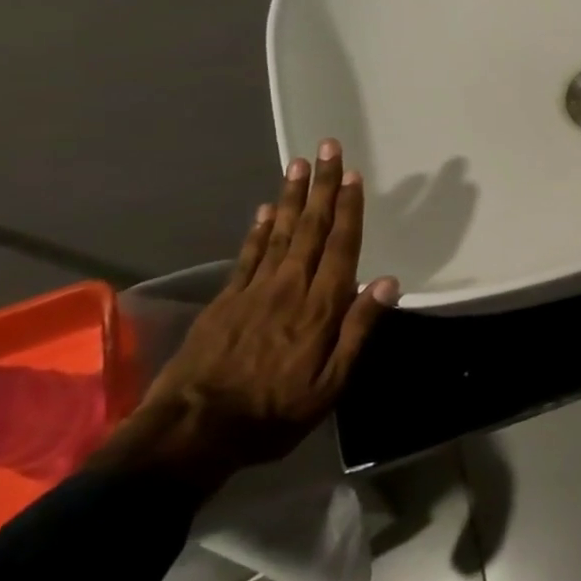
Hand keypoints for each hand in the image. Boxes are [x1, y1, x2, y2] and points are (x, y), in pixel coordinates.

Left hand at [100, 139, 400, 490]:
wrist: (192, 432)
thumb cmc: (274, 413)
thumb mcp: (331, 384)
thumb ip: (359, 330)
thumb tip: (388, 281)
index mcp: (320, 307)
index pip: (340, 246)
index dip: (349, 209)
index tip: (353, 175)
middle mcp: (289, 287)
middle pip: (310, 227)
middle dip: (322, 186)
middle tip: (327, 147)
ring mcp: (254, 291)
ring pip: (279, 232)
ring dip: (291, 196)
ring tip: (299, 163)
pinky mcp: (226, 301)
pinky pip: (247, 255)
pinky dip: (258, 229)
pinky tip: (264, 209)